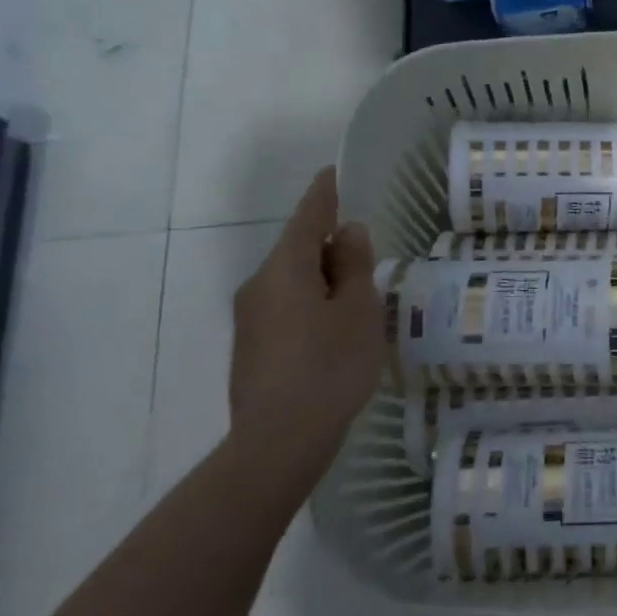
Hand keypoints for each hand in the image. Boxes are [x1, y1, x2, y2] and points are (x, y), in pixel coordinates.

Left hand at [228, 168, 383, 491]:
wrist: (279, 442)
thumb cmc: (330, 367)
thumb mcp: (358, 310)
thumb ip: (353, 265)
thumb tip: (347, 231)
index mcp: (285, 269)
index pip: (308, 217)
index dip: (324, 194)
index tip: (334, 173)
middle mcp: (259, 286)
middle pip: (298, 250)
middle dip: (329, 246)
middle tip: (366, 252)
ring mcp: (250, 320)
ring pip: (292, 282)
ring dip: (323, 280)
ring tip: (359, 297)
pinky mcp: (252, 349)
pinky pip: (286, 309)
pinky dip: (312, 305)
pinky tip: (335, 331)